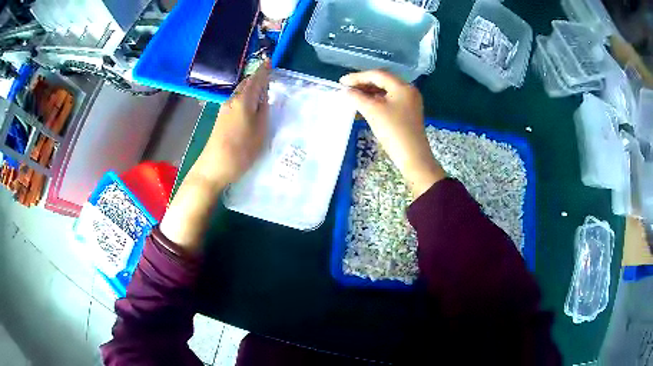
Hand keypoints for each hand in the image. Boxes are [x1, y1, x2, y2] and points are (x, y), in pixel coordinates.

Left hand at [192, 60, 270, 187]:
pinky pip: (236, 102)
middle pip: (246, 84)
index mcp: (243, 100)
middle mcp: (232, 101)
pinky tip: (251, 106)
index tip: (269, 60)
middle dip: (257, 78)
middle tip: (269, 77)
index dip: (263, 70)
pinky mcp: (221, 120)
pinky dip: (245, 98)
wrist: (213, 167)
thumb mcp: (260, 131)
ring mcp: (224, 110)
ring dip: (251, 89)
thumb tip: (263, 96)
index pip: (255, 79)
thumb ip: (263, 110)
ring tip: (263, 91)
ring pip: (240, 93)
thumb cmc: (241, 150)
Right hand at [340, 70, 444, 196]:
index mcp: (403, 87)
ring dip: (369, 93)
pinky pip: (390, 101)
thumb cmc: (394, 131)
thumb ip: (357, 97)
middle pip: (383, 81)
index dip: (358, 77)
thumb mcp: (373, 111)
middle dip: (363, 84)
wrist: (413, 157)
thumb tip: (346, 91)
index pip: (377, 75)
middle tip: (346, 89)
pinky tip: (366, 106)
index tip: (342, 82)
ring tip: (353, 97)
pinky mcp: (408, 113)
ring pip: (386, 92)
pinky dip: (377, 101)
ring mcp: (410, 103)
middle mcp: (408, 91)